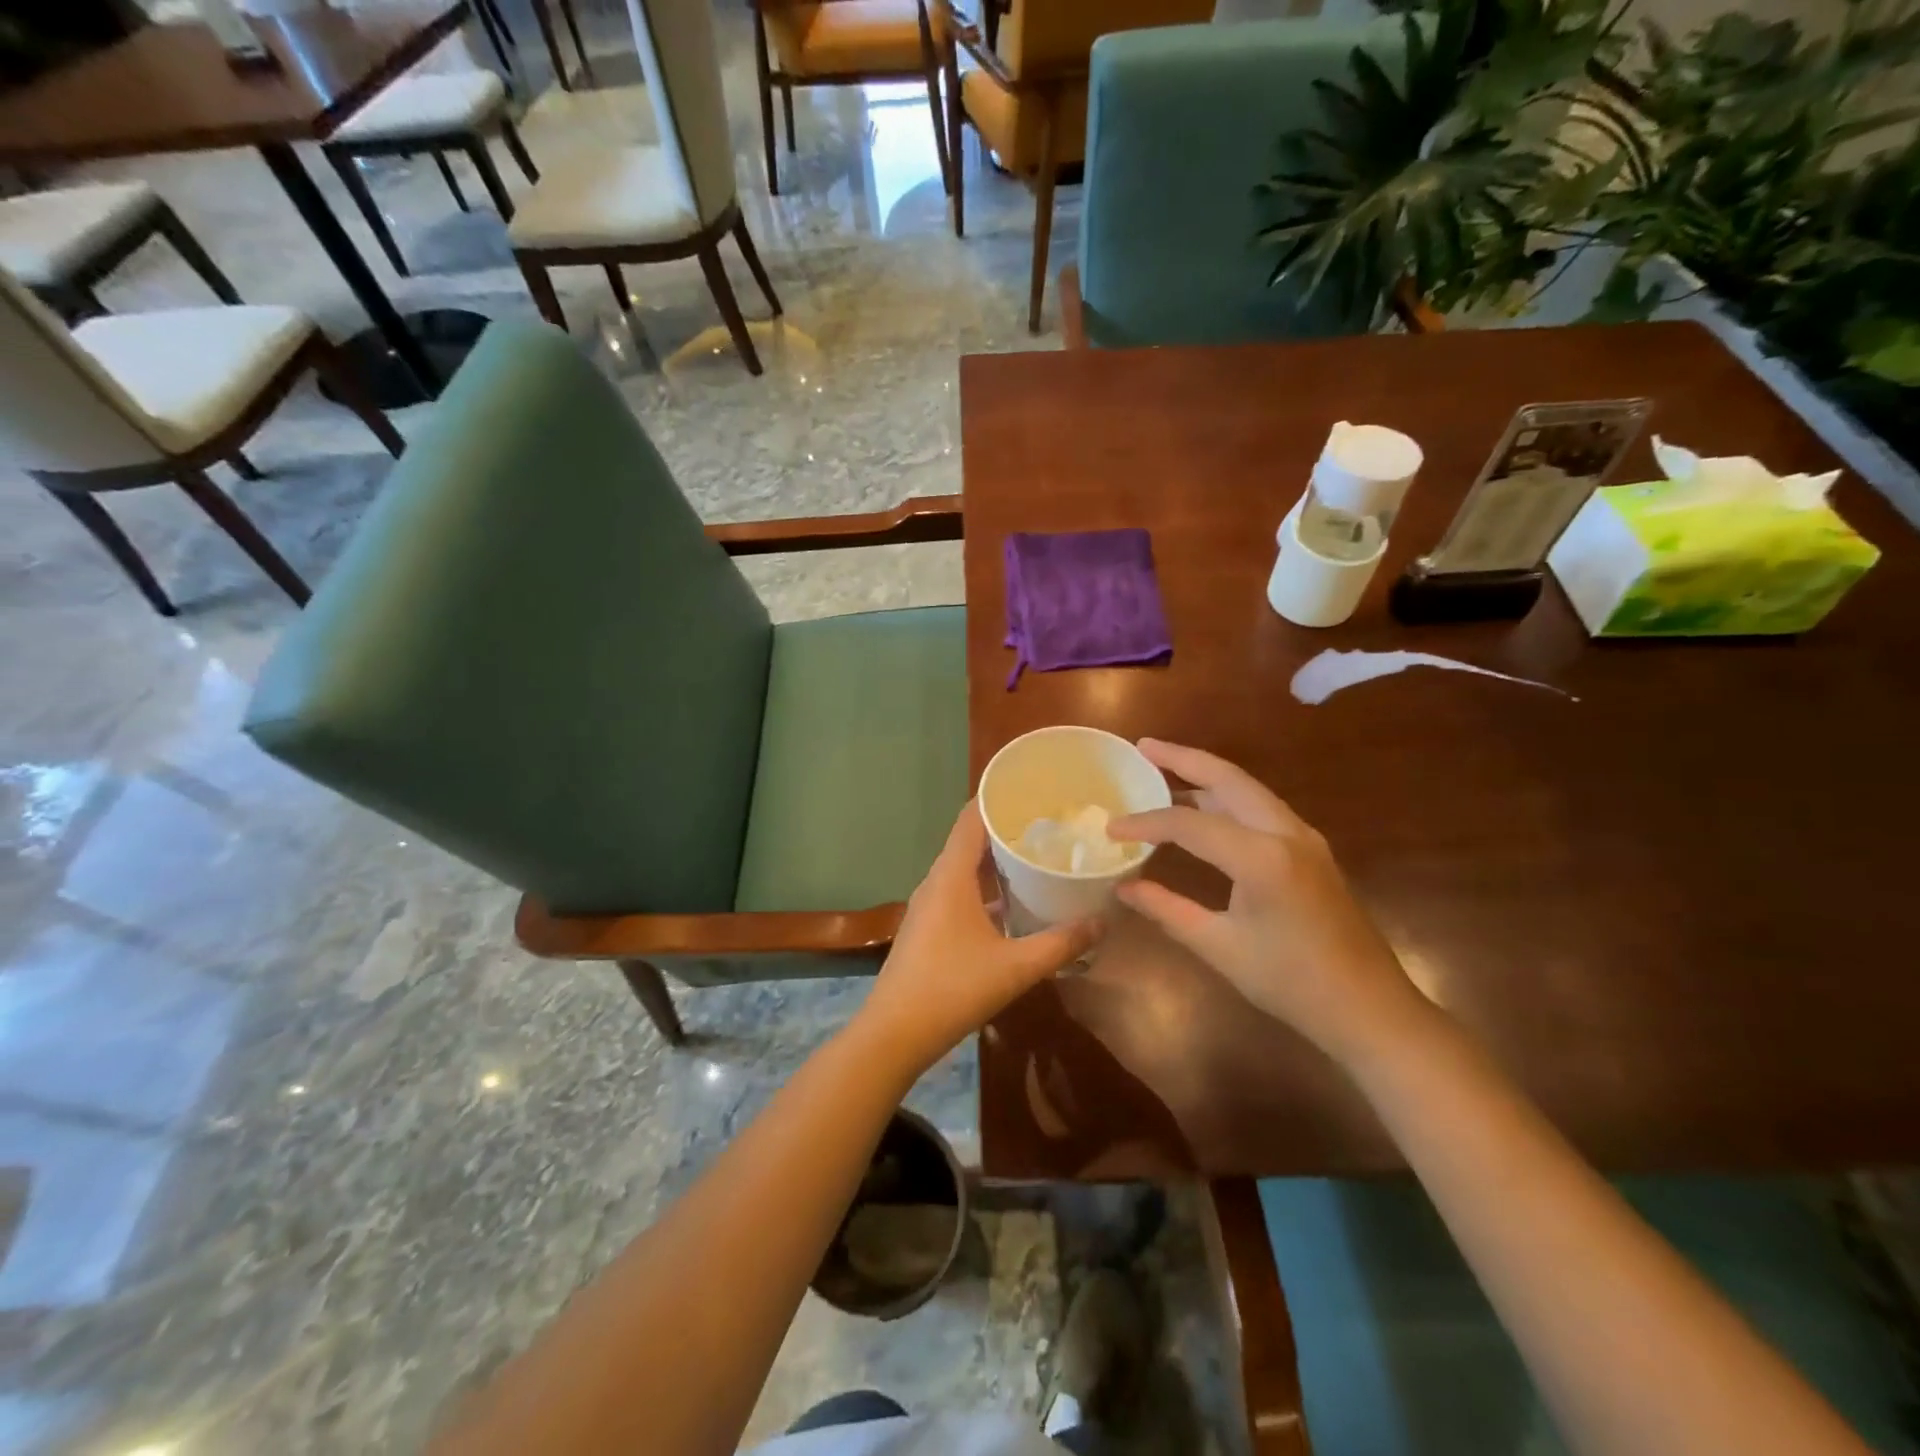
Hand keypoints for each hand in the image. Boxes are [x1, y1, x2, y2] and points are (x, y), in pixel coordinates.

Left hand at [855, 801, 1099, 1079]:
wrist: (894, 1033)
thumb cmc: (952, 989)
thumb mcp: (1016, 968)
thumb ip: (1061, 944)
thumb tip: (1102, 922)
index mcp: (951, 876)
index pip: (971, 817)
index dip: (998, 797)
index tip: (1033, 788)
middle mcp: (937, 881)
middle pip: (970, 839)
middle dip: (1006, 827)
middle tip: (1050, 821)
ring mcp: (929, 904)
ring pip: (965, 867)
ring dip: (996, 859)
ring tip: (1037, 854)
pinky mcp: (929, 925)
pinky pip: (960, 889)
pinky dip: (986, 885)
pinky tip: (1013, 900)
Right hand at [1110, 739, 1427, 1065]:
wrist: (1369, 1008)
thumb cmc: (1291, 983)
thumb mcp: (1220, 947)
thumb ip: (1167, 910)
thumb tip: (1123, 887)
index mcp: (1262, 858)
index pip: (1189, 824)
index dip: (1145, 823)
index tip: (1111, 829)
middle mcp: (1286, 833)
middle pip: (1228, 778)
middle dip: (1183, 758)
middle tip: (1144, 746)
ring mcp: (1304, 837)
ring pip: (1247, 789)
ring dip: (1207, 775)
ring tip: (1165, 767)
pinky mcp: (1310, 849)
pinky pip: (1261, 808)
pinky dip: (1226, 798)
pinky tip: (1203, 809)